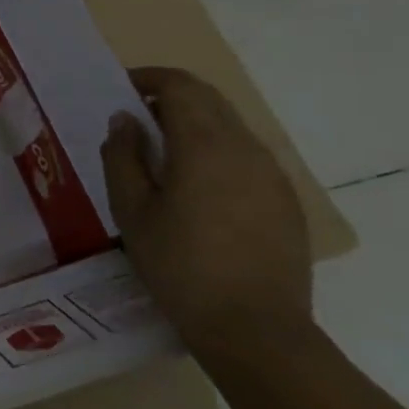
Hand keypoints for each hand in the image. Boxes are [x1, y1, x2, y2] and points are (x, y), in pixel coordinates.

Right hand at [99, 67, 312, 365]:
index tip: (122, 89)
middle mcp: (245, 148)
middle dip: (171, 97)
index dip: (149, 78)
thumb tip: (124, 120)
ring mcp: (272, 175)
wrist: (256, 331)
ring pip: (230, 127)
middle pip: (209, 100)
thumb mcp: (131, 210)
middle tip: (136, 118)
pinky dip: (217, 151)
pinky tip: (197, 188)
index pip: (181, 86)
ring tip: (162, 154)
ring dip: (195, 124)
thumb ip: (122, 156)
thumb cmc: (180, 266)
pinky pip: (247, 157)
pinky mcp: (286, 201)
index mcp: (205, 144)